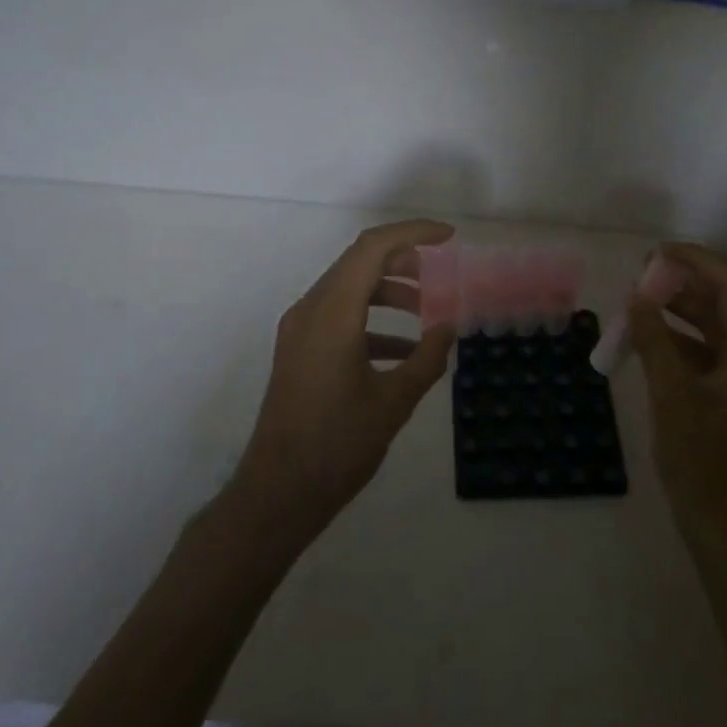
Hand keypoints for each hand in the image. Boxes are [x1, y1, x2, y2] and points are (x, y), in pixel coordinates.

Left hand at [228, 219, 457, 544]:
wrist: (277, 492)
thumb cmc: (337, 444)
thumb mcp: (393, 402)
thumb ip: (427, 358)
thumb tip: (448, 328)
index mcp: (333, 312)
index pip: (373, 247)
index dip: (413, 233)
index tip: (449, 238)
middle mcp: (311, 309)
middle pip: (360, 262)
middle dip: (404, 261)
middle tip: (441, 274)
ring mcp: (300, 329)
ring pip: (349, 288)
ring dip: (389, 291)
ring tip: (428, 311)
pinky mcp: (300, 350)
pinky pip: (339, 316)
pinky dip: (373, 320)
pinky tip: (404, 350)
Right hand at [628, 242, 726, 554]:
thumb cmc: (703, 463)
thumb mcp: (672, 397)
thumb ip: (655, 341)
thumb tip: (637, 298)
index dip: (697, 261)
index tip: (658, 252)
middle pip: (725, 306)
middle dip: (686, 284)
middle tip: (643, 273)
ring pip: (715, 331)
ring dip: (681, 312)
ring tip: (641, 300)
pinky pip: (708, 357)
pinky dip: (680, 342)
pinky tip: (650, 342)